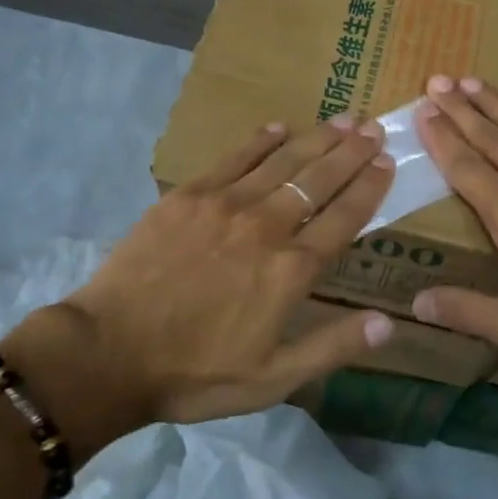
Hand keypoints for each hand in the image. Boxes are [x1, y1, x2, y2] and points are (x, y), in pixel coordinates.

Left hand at [0, 116, 396, 436]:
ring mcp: (225, 205)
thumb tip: (389, 323)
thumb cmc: (195, 372)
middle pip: (319, 180)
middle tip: (373, 128)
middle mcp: (266, 227)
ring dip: (317, 139)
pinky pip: (235, 158)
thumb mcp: (272, 379)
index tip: (387, 162)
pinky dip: (261, 140)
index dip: (369, 187)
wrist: (108, 352)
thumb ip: (332, 347)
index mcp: (291, 270)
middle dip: (351, 152)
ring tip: (342, 119)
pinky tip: (279, 127)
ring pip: (283, 161)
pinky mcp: (189, 196)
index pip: (343, 217)